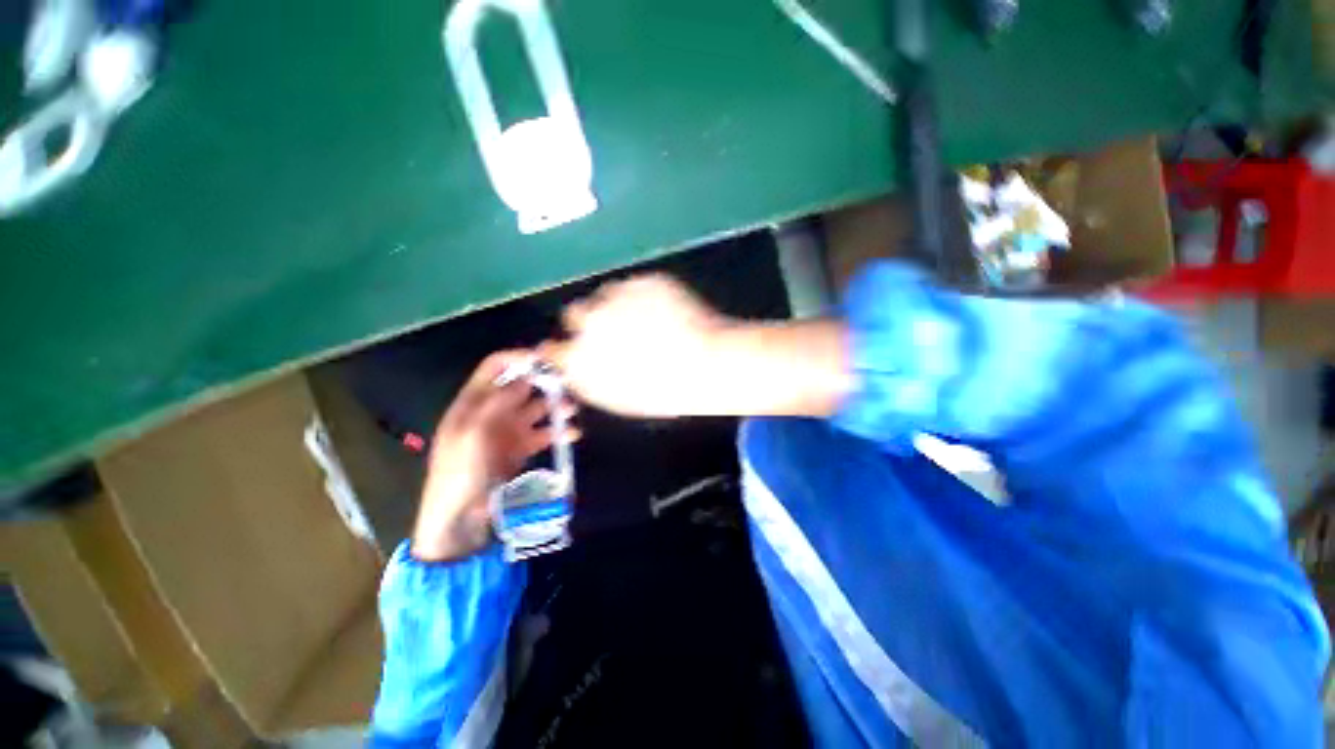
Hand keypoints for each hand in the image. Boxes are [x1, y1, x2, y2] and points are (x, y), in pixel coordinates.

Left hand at [411, 350, 578, 562]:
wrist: (458, 519)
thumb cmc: (458, 474)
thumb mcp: (471, 436)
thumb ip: (497, 404)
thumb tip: (525, 378)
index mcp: (473, 402)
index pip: (495, 367)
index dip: (518, 358)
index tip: (546, 359)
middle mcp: (493, 411)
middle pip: (523, 385)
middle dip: (545, 382)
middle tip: (570, 383)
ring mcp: (508, 429)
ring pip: (537, 408)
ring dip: (555, 406)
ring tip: (572, 411)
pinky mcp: (521, 448)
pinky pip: (544, 433)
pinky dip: (558, 431)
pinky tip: (572, 434)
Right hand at [540, 274, 731, 417]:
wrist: (707, 363)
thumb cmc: (664, 391)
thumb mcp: (619, 397)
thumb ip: (591, 379)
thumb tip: (577, 367)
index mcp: (580, 359)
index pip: (552, 349)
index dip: (566, 348)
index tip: (578, 348)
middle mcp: (589, 323)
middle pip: (574, 314)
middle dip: (589, 321)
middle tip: (615, 329)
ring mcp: (616, 296)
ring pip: (604, 295)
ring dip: (615, 305)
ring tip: (646, 321)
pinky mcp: (641, 280)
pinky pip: (633, 285)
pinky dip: (642, 295)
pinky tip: (663, 311)